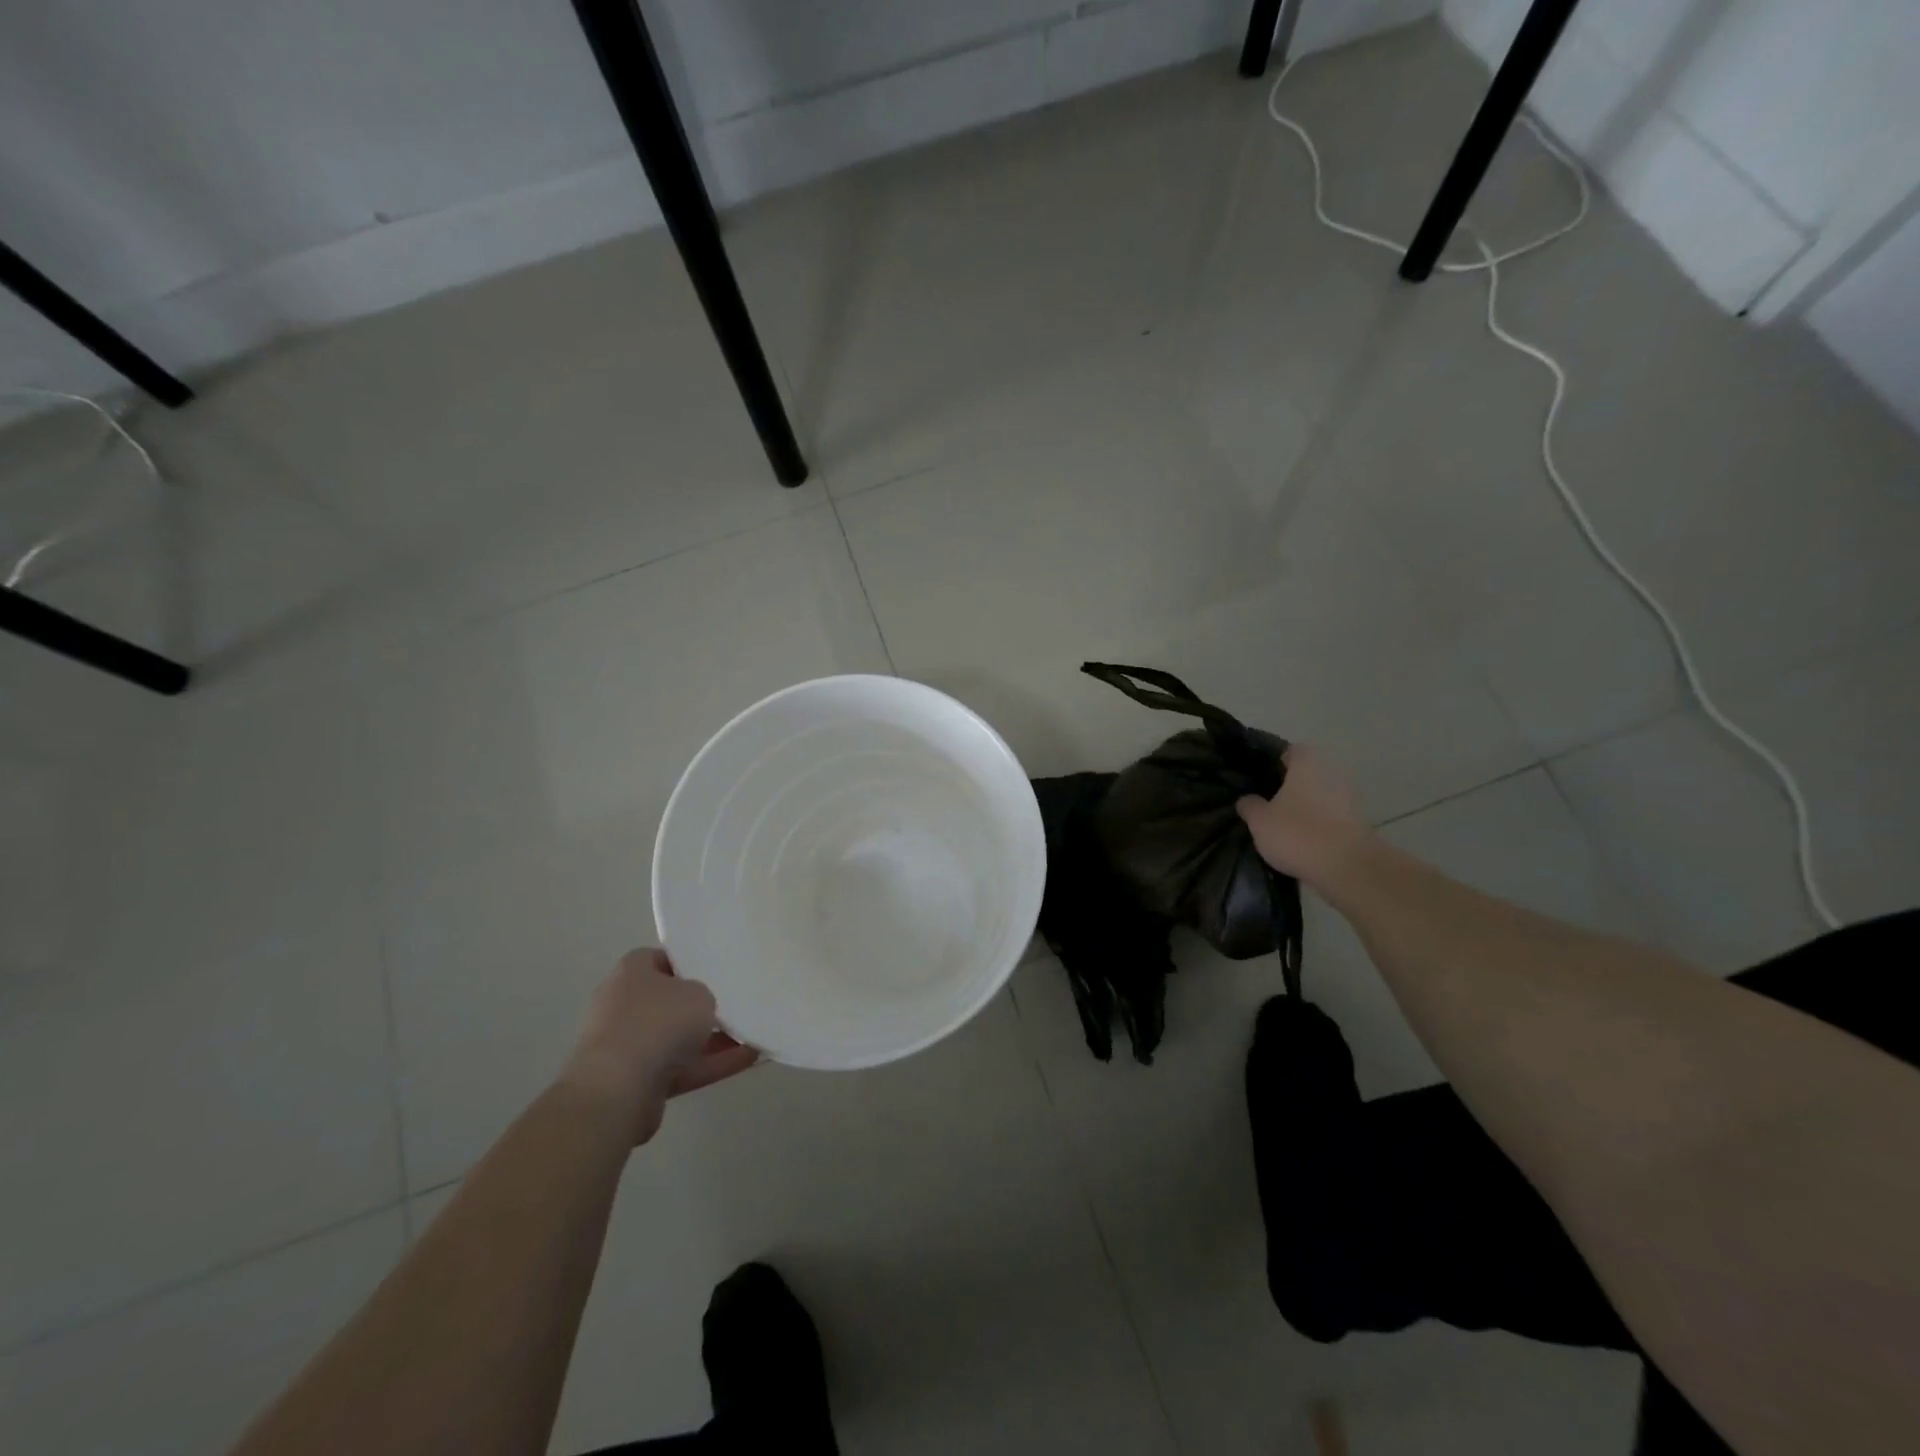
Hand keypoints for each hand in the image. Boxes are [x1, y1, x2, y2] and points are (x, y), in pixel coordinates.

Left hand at [560, 949, 757, 1143]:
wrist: (619, 1089)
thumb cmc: (658, 1022)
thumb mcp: (698, 993)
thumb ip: (703, 995)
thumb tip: (697, 1007)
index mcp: (631, 973)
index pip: (659, 959)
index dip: (686, 963)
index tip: (713, 970)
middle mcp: (623, 1006)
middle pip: (667, 1001)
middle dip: (698, 1006)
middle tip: (732, 1002)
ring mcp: (628, 1046)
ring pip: (676, 1038)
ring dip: (711, 1039)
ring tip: (750, 1035)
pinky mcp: (636, 1081)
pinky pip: (681, 1067)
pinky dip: (710, 1064)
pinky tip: (747, 1059)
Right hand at [1236, 745, 1370, 888]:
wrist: (1347, 868)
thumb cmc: (1297, 833)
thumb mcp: (1259, 820)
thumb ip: (1250, 806)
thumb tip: (1247, 799)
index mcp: (1307, 766)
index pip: (1291, 751)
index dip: (1275, 760)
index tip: (1259, 775)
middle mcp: (1331, 776)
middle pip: (1307, 775)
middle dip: (1290, 787)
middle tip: (1267, 802)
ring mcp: (1348, 802)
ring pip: (1319, 798)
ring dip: (1305, 809)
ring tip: (1282, 826)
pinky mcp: (1357, 826)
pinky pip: (1330, 820)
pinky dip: (1317, 827)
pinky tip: (1301, 843)